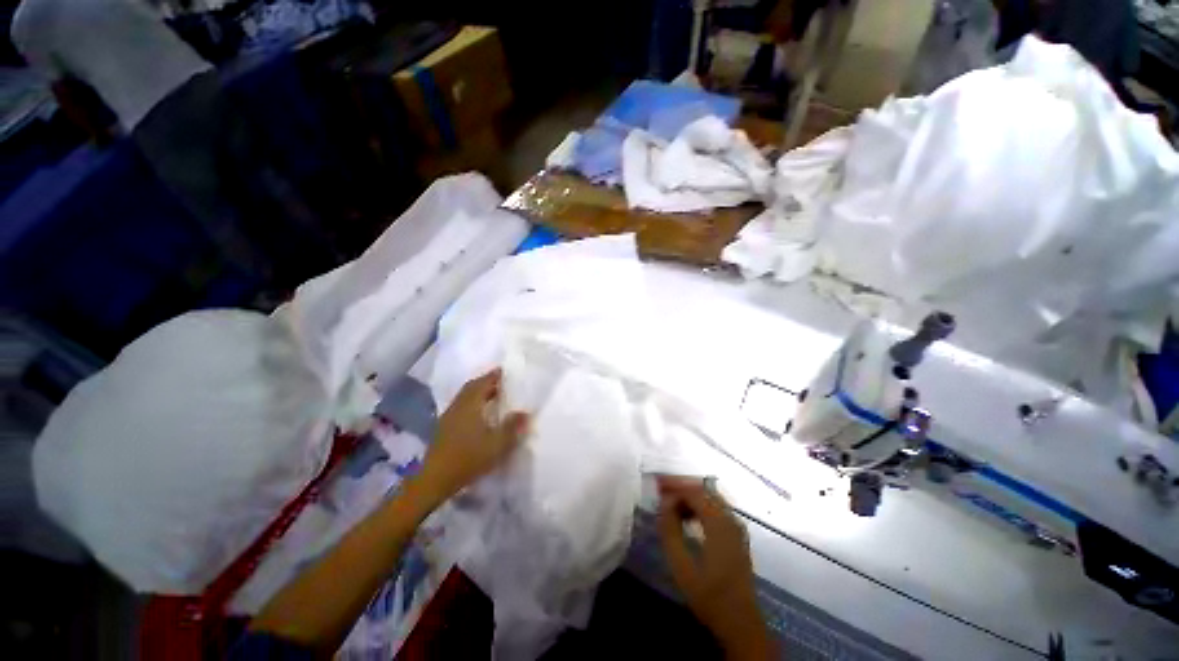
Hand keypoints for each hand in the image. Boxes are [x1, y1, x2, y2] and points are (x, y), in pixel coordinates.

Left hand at [414, 369, 528, 504]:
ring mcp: (448, 417)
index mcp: (470, 405)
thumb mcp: (497, 444)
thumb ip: (513, 427)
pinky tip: (478, 414)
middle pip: (471, 388)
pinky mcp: (443, 429)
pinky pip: (460, 407)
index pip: (483, 383)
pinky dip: (471, 404)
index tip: (504, 370)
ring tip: (492, 396)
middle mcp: (458, 406)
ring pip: (464, 397)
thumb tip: (526, 412)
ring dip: (477, 393)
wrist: (434, 480)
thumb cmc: (468, 458)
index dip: (494, 375)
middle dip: (486, 382)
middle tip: (501, 382)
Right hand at [657, 477, 772, 658]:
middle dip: (681, 486)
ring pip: (710, 498)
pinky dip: (699, 506)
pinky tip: (685, 516)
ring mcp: (736, 526)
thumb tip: (663, 503)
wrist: (741, 623)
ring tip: (668, 503)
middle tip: (660, 489)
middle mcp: (731, 519)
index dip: (674, 486)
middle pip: (704, 490)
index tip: (655, 486)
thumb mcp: (682, 567)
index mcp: (720, 524)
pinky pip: (715, 508)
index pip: (695, 492)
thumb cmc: (710, 596)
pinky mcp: (736, 535)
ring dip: (689, 496)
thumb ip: (670, 531)